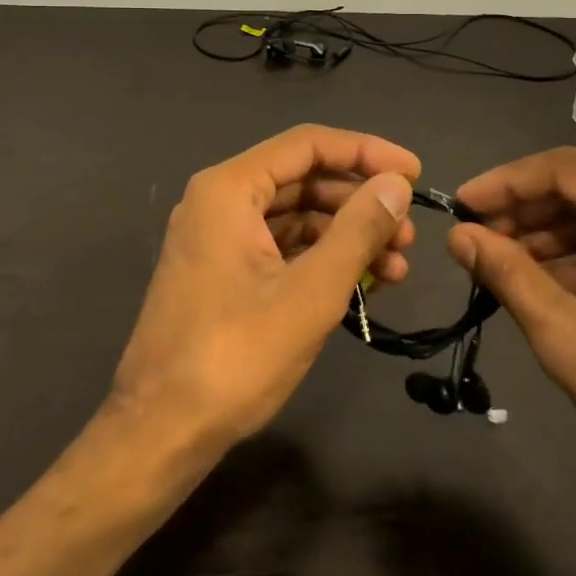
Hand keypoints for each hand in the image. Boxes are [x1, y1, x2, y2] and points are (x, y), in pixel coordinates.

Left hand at [110, 125, 418, 451]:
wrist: (161, 431)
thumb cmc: (235, 356)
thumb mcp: (310, 293)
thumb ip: (358, 231)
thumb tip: (396, 184)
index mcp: (229, 189)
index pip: (308, 144)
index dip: (366, 152)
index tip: (414, 173)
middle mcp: (218, 201)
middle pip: (302, 178)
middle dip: (360, 201)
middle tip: (410, 232)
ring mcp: (217, 238)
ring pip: (294, 215)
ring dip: (346, 233)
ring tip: (398, 265)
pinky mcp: (222, 272)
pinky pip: (280, 246)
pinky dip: (321, 258)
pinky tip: (363, 283)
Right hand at [449, 149, 575, 575]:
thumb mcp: (569, 336)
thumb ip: (508, 274)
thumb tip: (458, 235)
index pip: (561, 169)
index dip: (502, 184)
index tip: (457, 209)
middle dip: (524, 214)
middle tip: (474, 244)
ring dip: (550, 240)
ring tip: (501, 270)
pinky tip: (549, 293)